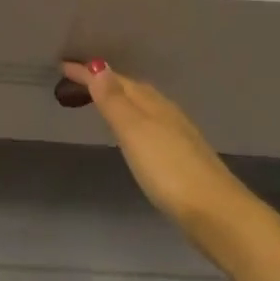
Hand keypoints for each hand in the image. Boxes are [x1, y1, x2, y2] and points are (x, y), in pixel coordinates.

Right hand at [62, 61, 279, 280]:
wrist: (217, 214)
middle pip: (131, 88)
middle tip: (75, 80)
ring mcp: (178, 134)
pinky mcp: (183, 157)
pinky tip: (132, 133)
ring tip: (98, 100)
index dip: (88, 72)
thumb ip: (114, 101)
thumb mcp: (135, 133)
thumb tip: (98, 65)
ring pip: (143, 105)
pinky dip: (133, 118)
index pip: (114, 79)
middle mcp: (166, 112)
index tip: (62, 65)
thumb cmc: (169, 171)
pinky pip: (150, 123)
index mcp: (151, 103)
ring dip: (119, 98)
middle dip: (103, 81)